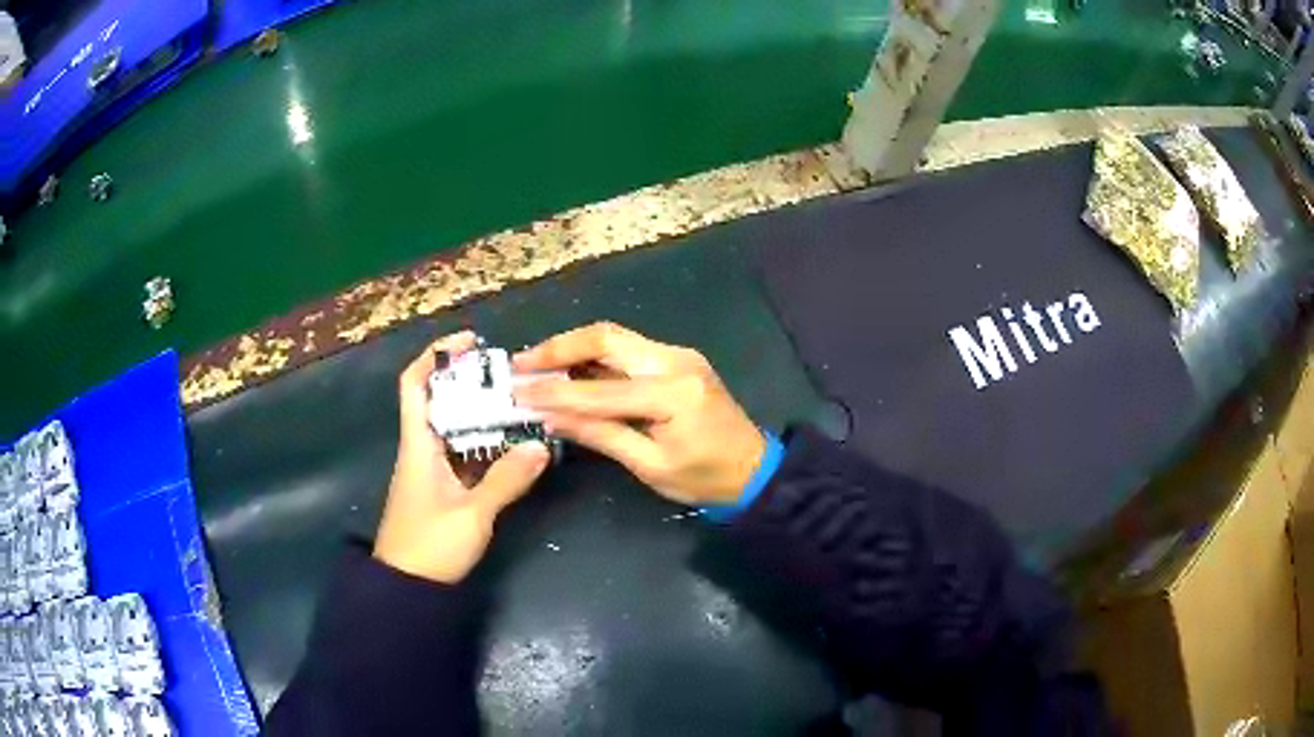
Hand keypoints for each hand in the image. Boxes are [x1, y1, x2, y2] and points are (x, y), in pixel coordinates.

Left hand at [375, 331, 550, 583]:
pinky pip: (465, 454)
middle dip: (472, 383)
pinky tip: (513, 445)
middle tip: (511, 376)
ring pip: (456, 429)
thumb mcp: (472, 515)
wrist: (407, 588)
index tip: (470, 342)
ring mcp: (432, 471)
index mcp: (417, 445)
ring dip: (483, 414)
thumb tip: (541, 445)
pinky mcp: (443, 490)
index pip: (414, 384)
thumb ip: (506, 480)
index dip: (436, 356)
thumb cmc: (429, 546)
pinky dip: (486, 444)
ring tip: (520, 404)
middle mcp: (422, 450)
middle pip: (441, 401)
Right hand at [513, 322, 765, 506]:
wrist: (755, 469)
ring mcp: (679, 355)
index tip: (517, 392)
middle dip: (558, 349)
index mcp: (671, 393)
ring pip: (614, 338)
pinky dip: (594, 357)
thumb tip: (550, 416)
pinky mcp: (678, 359)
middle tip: (520, 364)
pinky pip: (627, 349)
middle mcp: (675, 361)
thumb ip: (600, 435)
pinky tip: (570, 370)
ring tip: (536, 364)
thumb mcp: (650, 466)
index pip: (598, 389)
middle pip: (605, 338)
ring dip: (573, 348)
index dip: (554, 391)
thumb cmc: (706, 479)